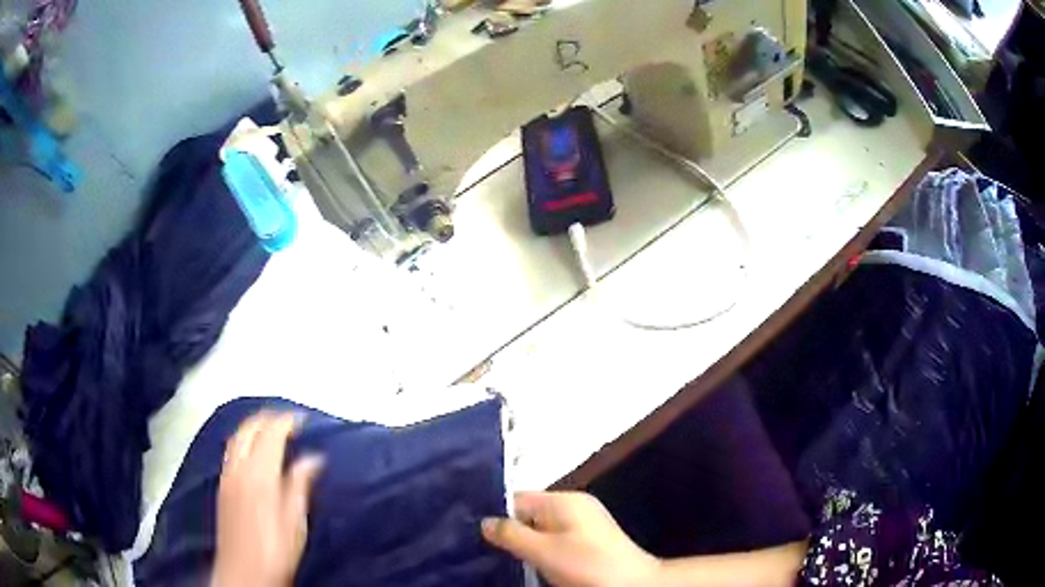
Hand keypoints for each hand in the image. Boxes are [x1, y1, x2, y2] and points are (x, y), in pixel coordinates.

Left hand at [211, 411, 323, 586]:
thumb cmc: (276, 549)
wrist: (244, 572)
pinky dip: (243, 440)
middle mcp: (239, 468)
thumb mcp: (296, 520)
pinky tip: (253, 451)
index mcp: (260, 474)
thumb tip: (313, 458)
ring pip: (236, 437)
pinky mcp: (222, 486)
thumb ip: (300, 484)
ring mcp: (227, 475)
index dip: (286, 420)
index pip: (271, 433)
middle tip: (287, 419)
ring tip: (270, 429)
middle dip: (267, 417)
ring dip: (253, 426)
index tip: (302, 418)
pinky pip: (231, 450)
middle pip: (248, 428)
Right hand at [482, 491, 661, 586]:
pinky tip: (533, 563)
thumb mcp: (543, 552)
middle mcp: (574, 505)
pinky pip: (556, 537)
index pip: (517, 498)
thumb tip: (484, 521)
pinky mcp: (590, 538)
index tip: (473, 532)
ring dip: (526, 542)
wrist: (634, 584)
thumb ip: (511, 534)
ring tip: (505, 557)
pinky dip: (542, 548)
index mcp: (563, 500)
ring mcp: (585, 521)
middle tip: (486, 549)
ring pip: (542, 527)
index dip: (495, 514)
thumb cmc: (587, 566)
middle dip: (510, 530)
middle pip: (529, 512)